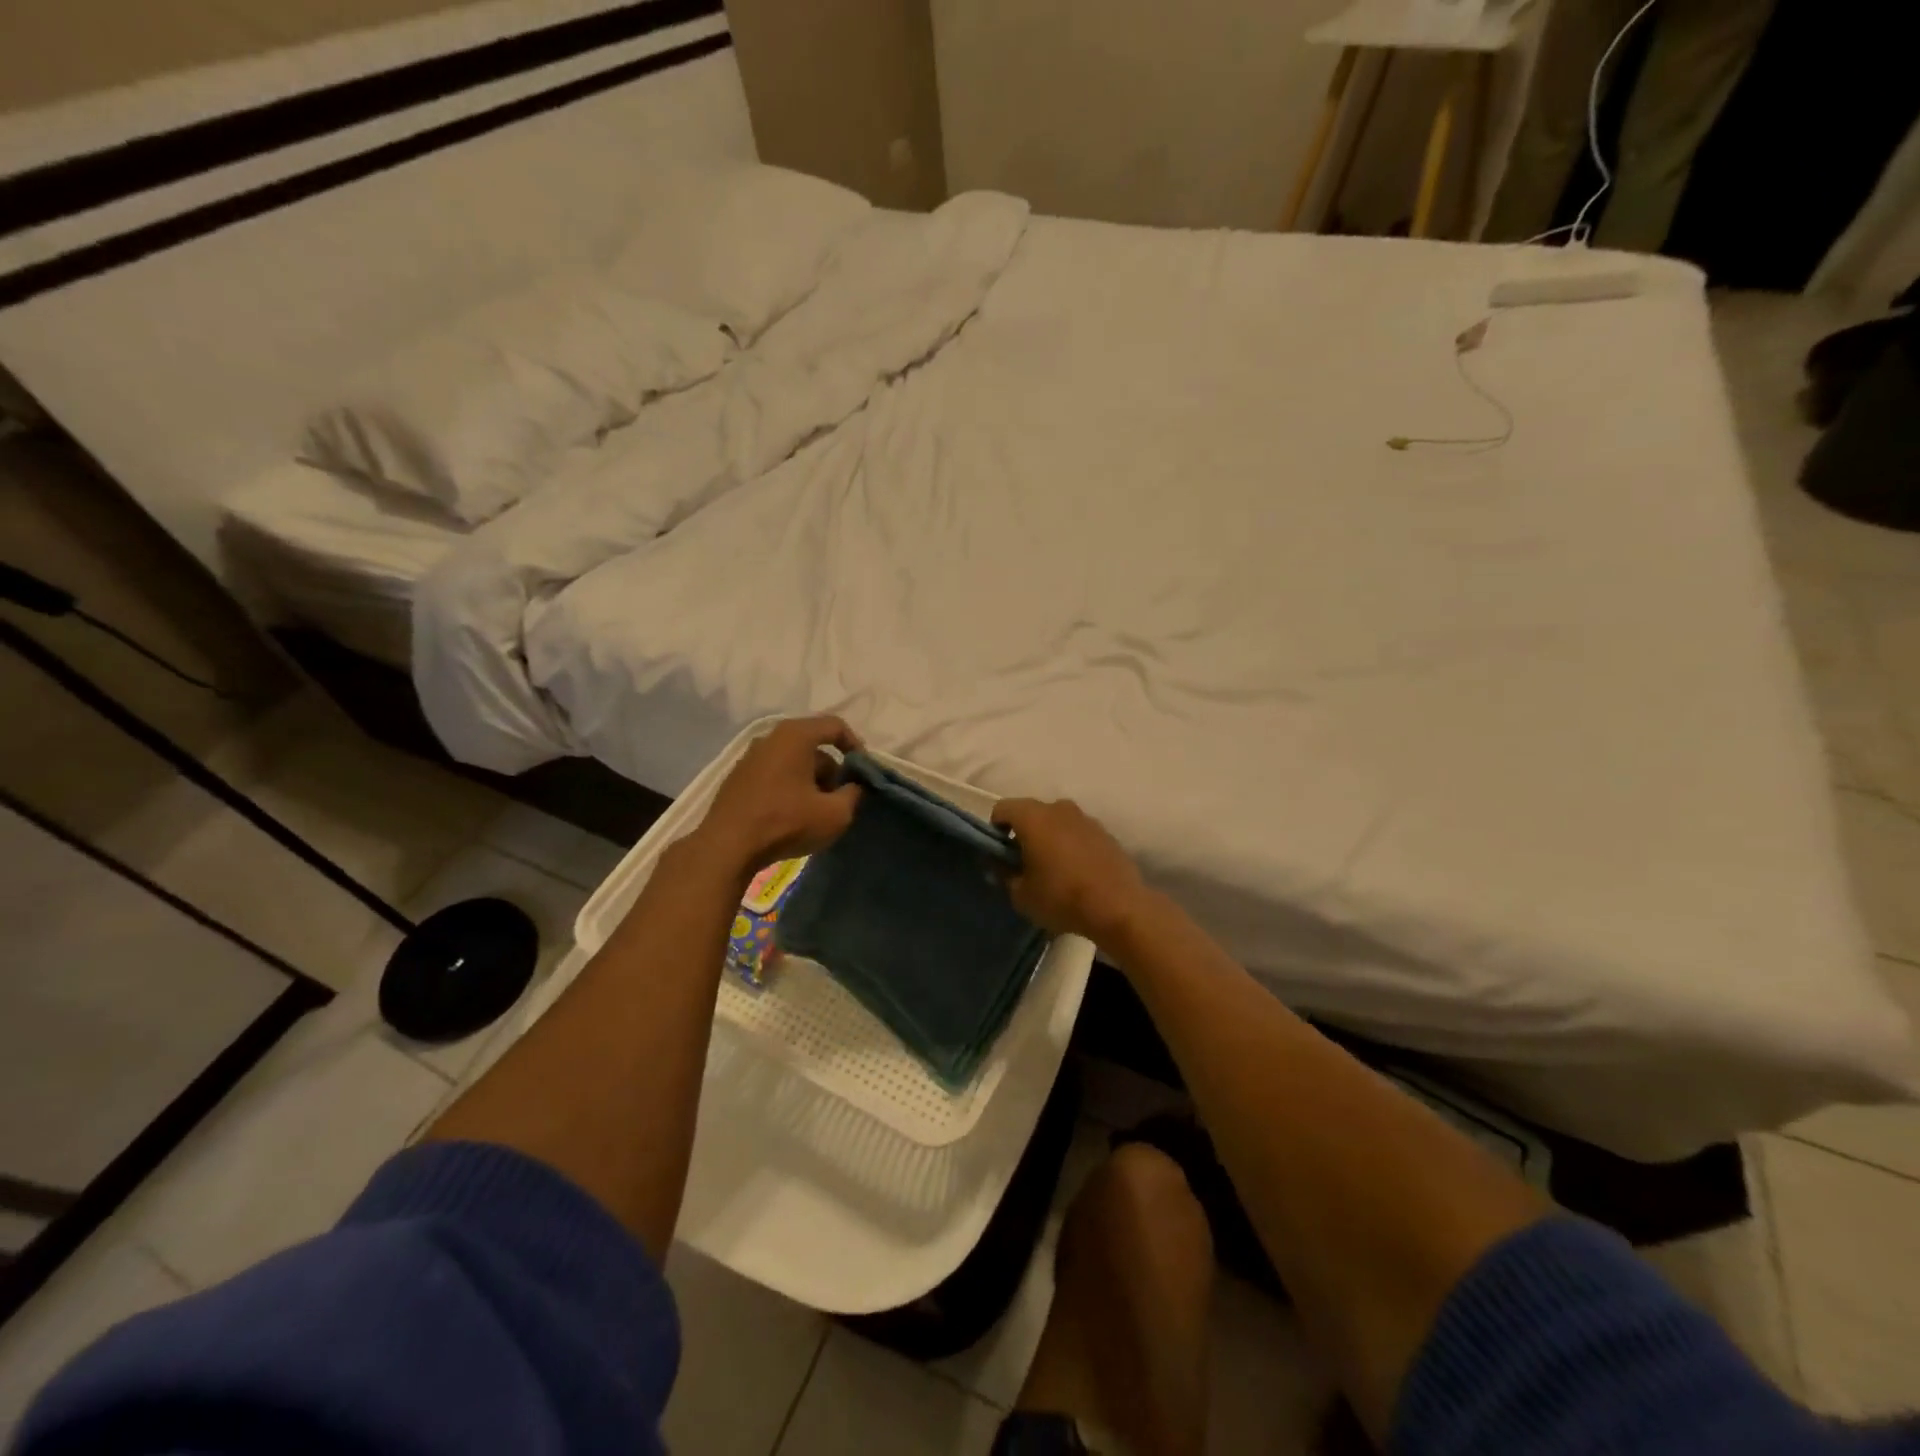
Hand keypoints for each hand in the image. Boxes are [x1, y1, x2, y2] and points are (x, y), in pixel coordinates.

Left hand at [690, 716, 863, 876]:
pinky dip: (790, 788)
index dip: (856, 746)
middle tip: (841, 799)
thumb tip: (854, 787)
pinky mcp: (738, 779)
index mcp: (795, 735)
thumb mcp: (835, 814)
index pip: (835, 726)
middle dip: (833, 771)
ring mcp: (750, 758)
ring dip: (812, 782)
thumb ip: (854, 794)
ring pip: (794, 762)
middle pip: (814, 747)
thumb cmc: (786, 822)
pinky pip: (775, 775)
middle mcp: (771, 738)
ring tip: (817, 812)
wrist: (727, 847)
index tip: (863, 773)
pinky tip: (792, 817)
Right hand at [992, 798, 1150, 943]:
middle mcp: (1059, 808)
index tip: (1001, 854)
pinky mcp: (1106, 833)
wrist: (1119, 907)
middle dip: (1023, 833)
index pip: (1002, 809)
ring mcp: (1086, 818)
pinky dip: (1071, 845)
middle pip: (1031, 813)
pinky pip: (1078, 833)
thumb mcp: (1021, 895)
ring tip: (1052, 869)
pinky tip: (1076, 872)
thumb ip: (1004, 875)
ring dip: (1049, 838)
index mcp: (1033, 817)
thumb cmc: (1062, 898)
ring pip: (1057, 822)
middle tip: (1024, 863)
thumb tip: (1001, 865)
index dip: (995, 829)